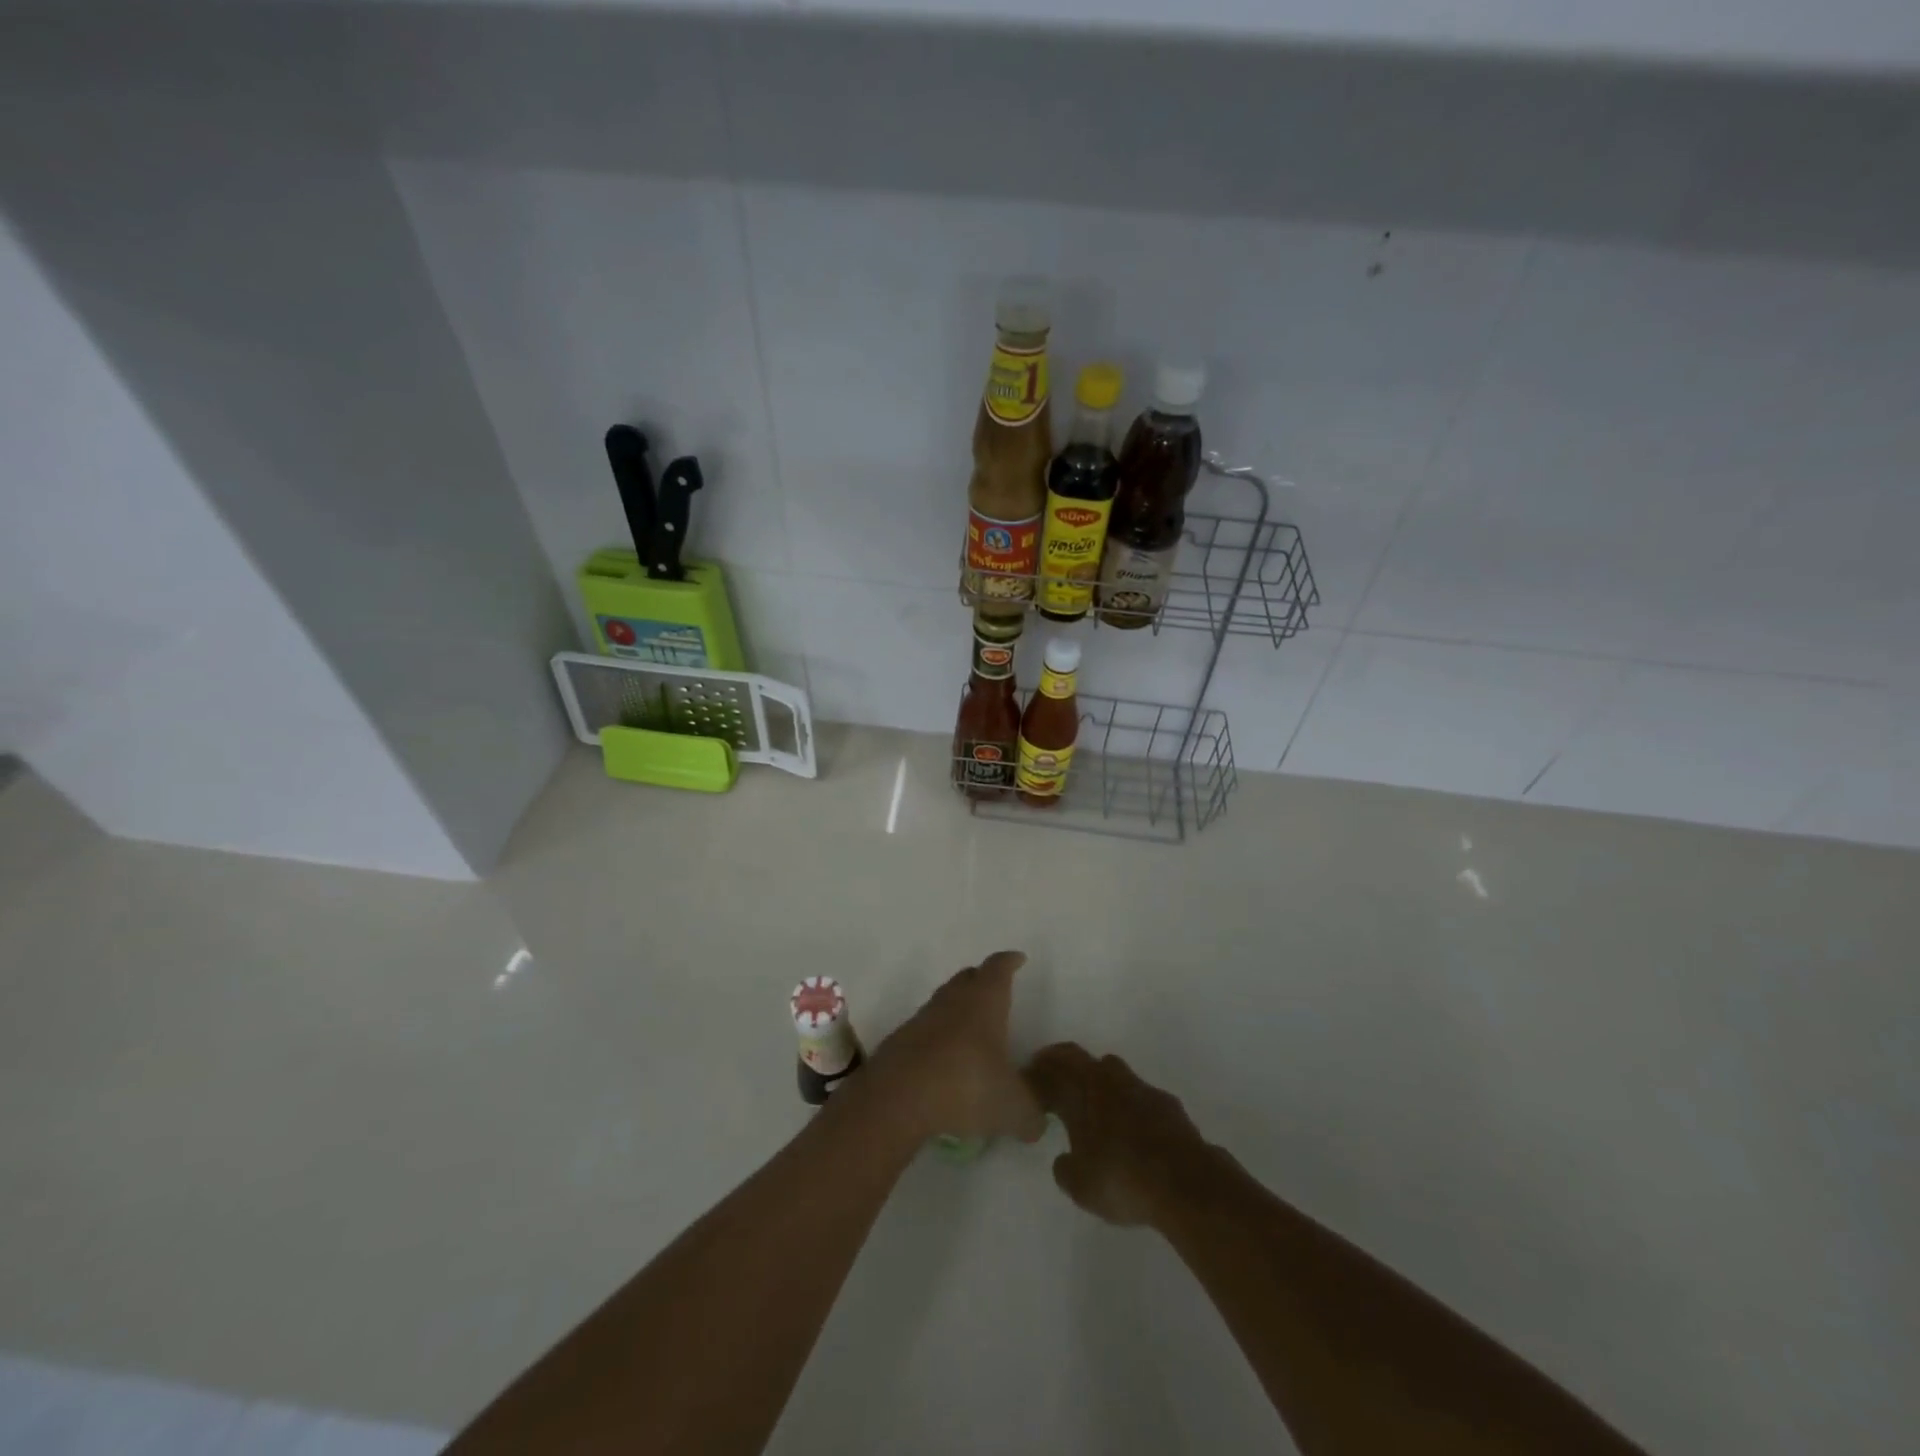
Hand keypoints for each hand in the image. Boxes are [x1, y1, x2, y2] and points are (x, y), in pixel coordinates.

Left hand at [863, 951, 1046, 1144]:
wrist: (897, 1097)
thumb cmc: (966, 1086)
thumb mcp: (1012, 1108)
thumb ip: (1031, 1114)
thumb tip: (1037, 1122)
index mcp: (985, 1002)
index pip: (999, 968)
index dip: (1010, 962)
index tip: (1017, 959)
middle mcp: (953, 1001)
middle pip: (968, 978)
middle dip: (982, 979)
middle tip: (994, 988)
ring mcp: (922, 1018)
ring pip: (944, 1001)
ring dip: (957, 1008)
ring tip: (970, 1027)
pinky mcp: (900, 1041)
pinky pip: (924, 1029)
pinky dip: (936, 1036)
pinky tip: (943, 1058)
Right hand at [1024, 1043, 1213, 1227]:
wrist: (1185, 1182)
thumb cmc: (1122, 1178)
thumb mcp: (1080, 1185)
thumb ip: (1065, 1168)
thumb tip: (1064, 1160)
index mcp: (1082, 1090)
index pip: (1054, 1065)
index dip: (1038, 1071)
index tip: (1028, 1081)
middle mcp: (1110, 1079)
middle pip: (1081, 1059)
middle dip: (1064, 1066)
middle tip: (1053, 1082)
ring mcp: (1141, 1088)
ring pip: (1112, 1072)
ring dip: (1098, 1081)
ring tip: (1092, 1105)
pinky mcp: (1167, 1104)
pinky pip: (1138, 1094)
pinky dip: (1127, 1102)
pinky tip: (1130, 1126)